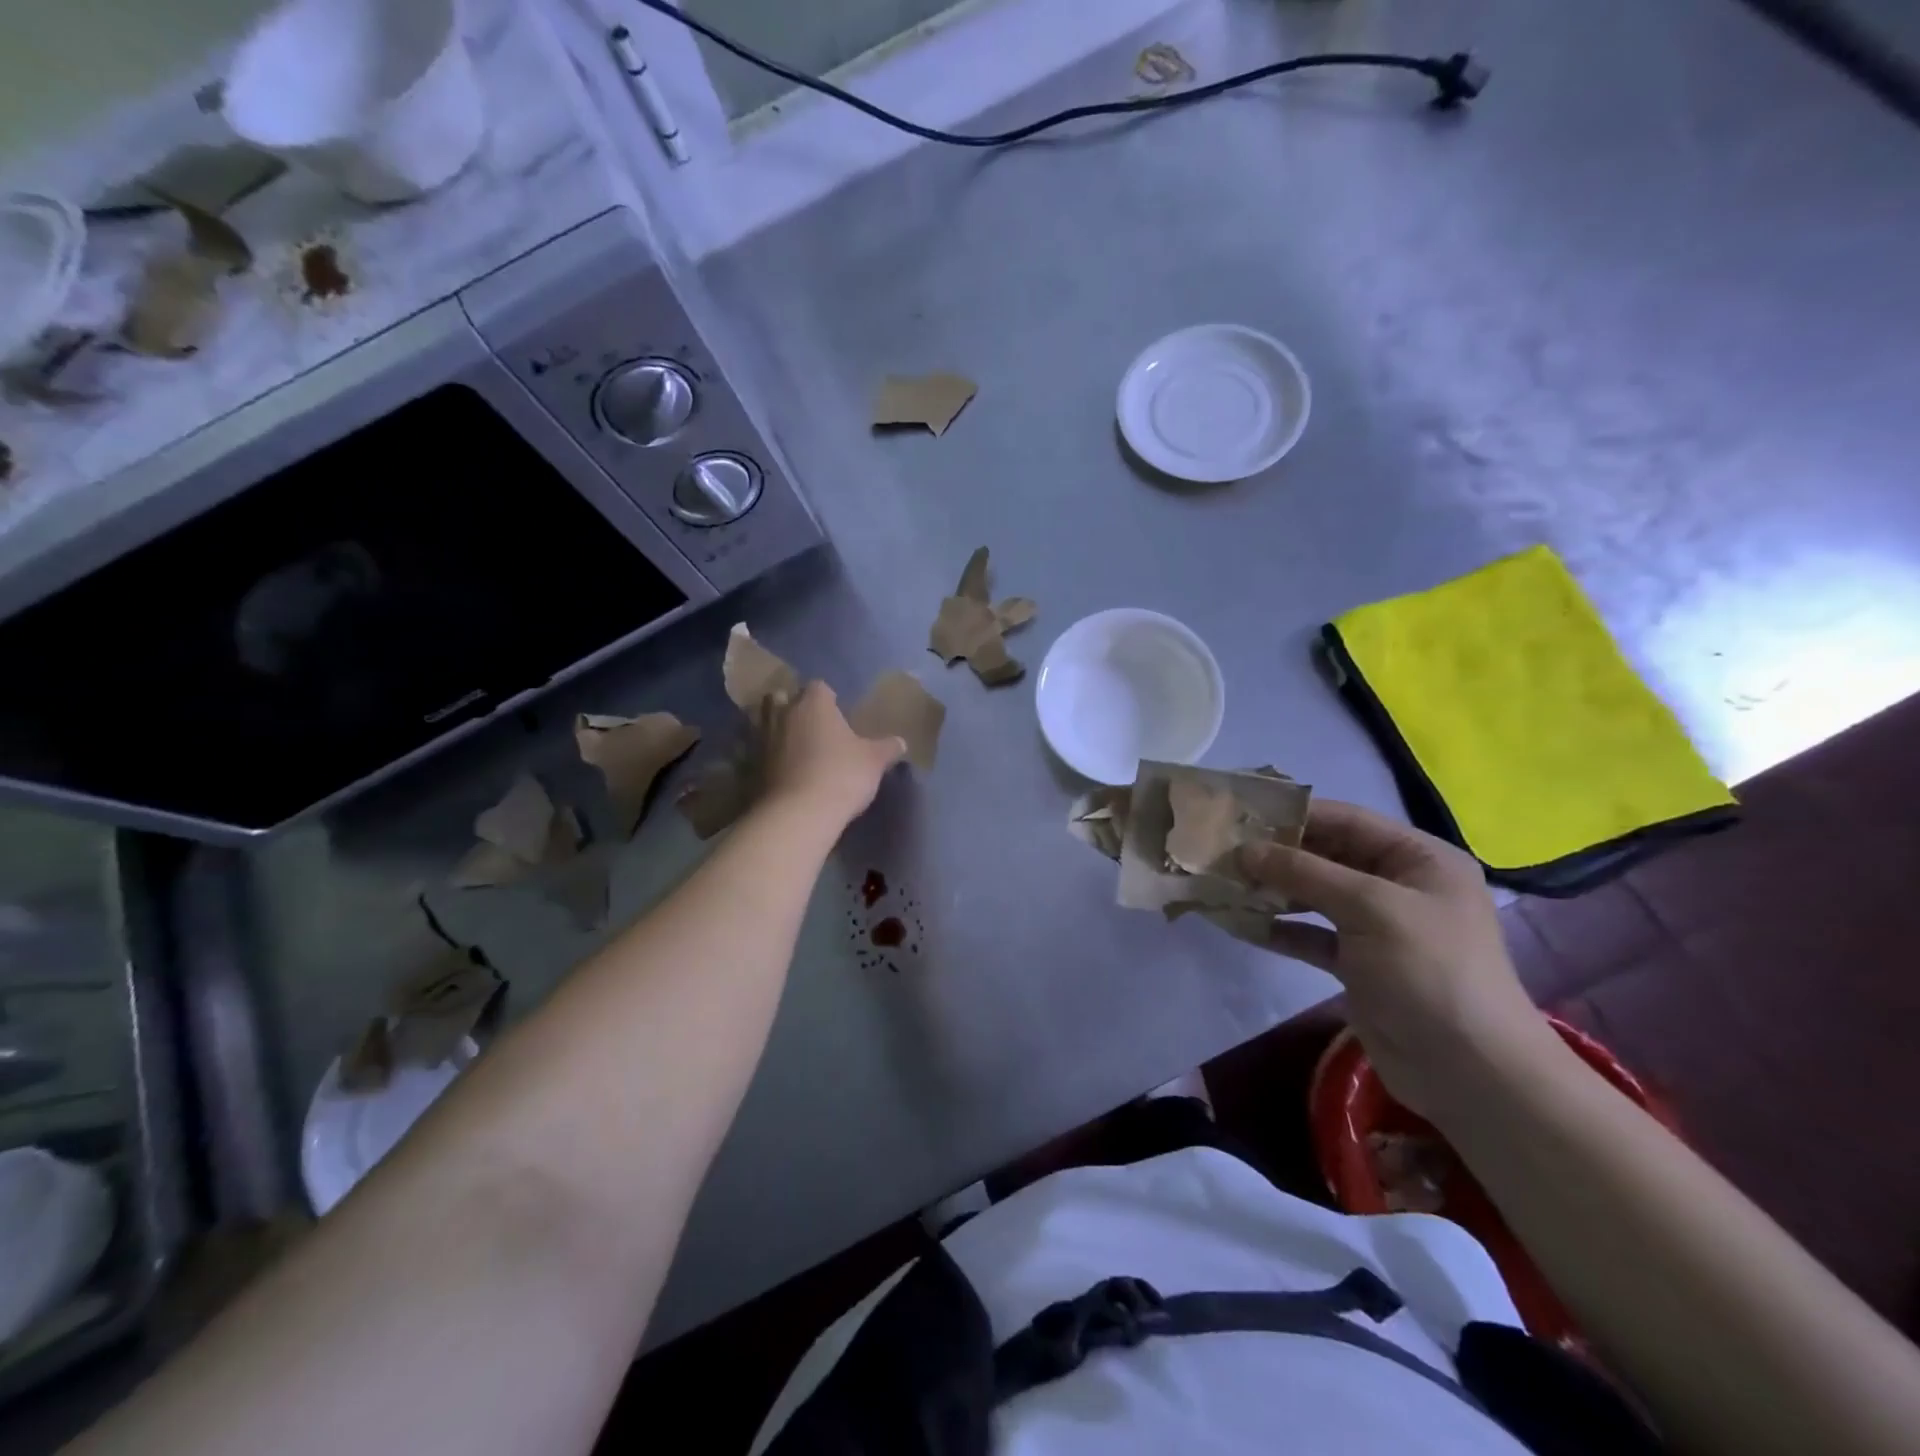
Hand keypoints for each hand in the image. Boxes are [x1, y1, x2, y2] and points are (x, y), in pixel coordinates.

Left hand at [761, 681, 905, 827]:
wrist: (798, 814)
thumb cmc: (841, 775)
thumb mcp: (874, 761)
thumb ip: (887, 748)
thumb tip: (901, 742)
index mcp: (813, 704)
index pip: (819, 687)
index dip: (828, 698)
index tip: (838, 712)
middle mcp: (783, 714)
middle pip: (781, 698)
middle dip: (792, 706)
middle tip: (811, 724)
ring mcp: (762, 740)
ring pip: (765, 723)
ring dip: (778, 731)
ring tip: (796, 747)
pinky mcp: (751, 767)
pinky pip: (760, 752)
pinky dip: (770, 757)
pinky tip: (785, 771)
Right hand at [1238, 800, 1555, 1118]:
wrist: (1469, 1072)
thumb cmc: (1428, 971)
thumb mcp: (1369, 908)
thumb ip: (1305, 872)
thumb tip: (1244, 850)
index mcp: (1419, 859)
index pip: (1347, 820)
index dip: (1294, 815)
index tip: (1240, 814)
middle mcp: (1399, 886)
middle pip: (1327, 857)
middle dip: (1277, 855)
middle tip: (1222, 851)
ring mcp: (1378, 927)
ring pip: (1315, 896)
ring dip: (1273, 891)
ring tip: (1224, 885)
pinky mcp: (1359, 964)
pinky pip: (1312, 935)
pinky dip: (1281, 930)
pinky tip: (1242, 926)